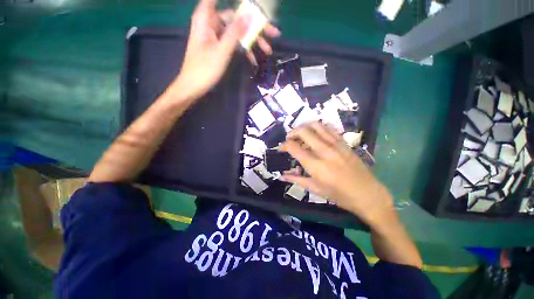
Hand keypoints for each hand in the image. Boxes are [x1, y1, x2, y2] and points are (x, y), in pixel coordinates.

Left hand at [173, 0, 280, 100]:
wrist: (194, 87)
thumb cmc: (204, 69)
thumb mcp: (221, 51)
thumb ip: (235, 33)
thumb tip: (250, 16)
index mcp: (206, 18)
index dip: (238, 1)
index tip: (251, 3)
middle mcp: (211, 23)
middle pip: (235, 18)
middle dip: (254, 26)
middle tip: (273, 34)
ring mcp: (216, 36)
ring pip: (237, 32)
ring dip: (252, 41)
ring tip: (268, 50)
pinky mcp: (219, 47)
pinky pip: (233, 43)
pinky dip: (244, 50)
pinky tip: (254, 59)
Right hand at [280, 122, 394, 225]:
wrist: (368, 194)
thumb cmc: (339, 195)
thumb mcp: (315, 189)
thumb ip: (296, 179)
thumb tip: (282, 175)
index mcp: (316, 165)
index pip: (294, 147)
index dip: (284, 145)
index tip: (282, 148)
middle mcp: (324, 151)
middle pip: (303, 131)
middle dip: (292, 133)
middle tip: (289, 139)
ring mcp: (336, 145)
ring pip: (316, 125)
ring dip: (305, 127)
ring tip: (301, 134)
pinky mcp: (344, 143)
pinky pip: (329, 128)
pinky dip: (319, 128)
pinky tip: (316, 133)